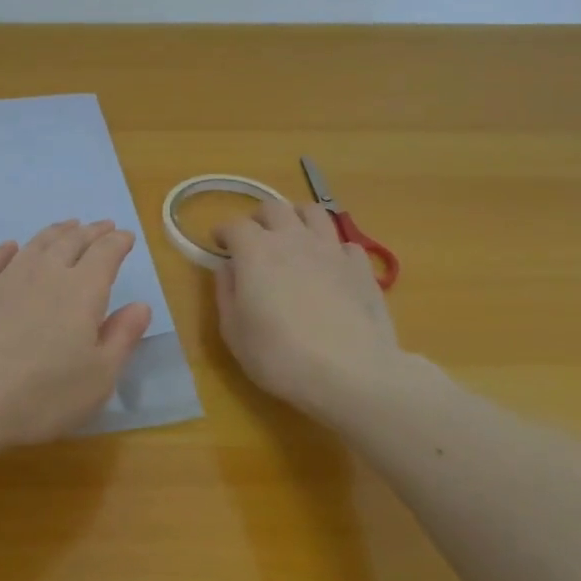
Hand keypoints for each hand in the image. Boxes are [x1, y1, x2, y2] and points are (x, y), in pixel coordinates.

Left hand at [0, 219, 152, 453]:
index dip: (117, 243)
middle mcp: (44, 275)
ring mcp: (2, 279)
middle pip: (70, 243)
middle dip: (90, 232)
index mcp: (81, 293)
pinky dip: (4, 249)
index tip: (125, 235)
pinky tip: (9, 247)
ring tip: (66, 226)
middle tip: (100, 225)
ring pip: (34, 245)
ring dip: (54, 232)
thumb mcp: (97, 379)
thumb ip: (121, 338)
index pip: (105, 256)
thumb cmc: (39, 396)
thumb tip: (141, 305)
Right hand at [213, 200, 404, 420]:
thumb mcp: (234, 331)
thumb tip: (227, 268)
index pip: (234, 225)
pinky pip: (344, 242)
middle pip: (274, 207)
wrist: (351, 374)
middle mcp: (293, 239)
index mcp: (256, 251)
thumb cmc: (279, 356)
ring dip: (296, 219)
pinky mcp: (361, 267)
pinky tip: (328, 266)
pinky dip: (331, 247)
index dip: (223, 232)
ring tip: (292, 238)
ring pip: (313, 212)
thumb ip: (226, 293)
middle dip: (258, 218)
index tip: (218, 245)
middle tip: (253, 239)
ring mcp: (331, 249)